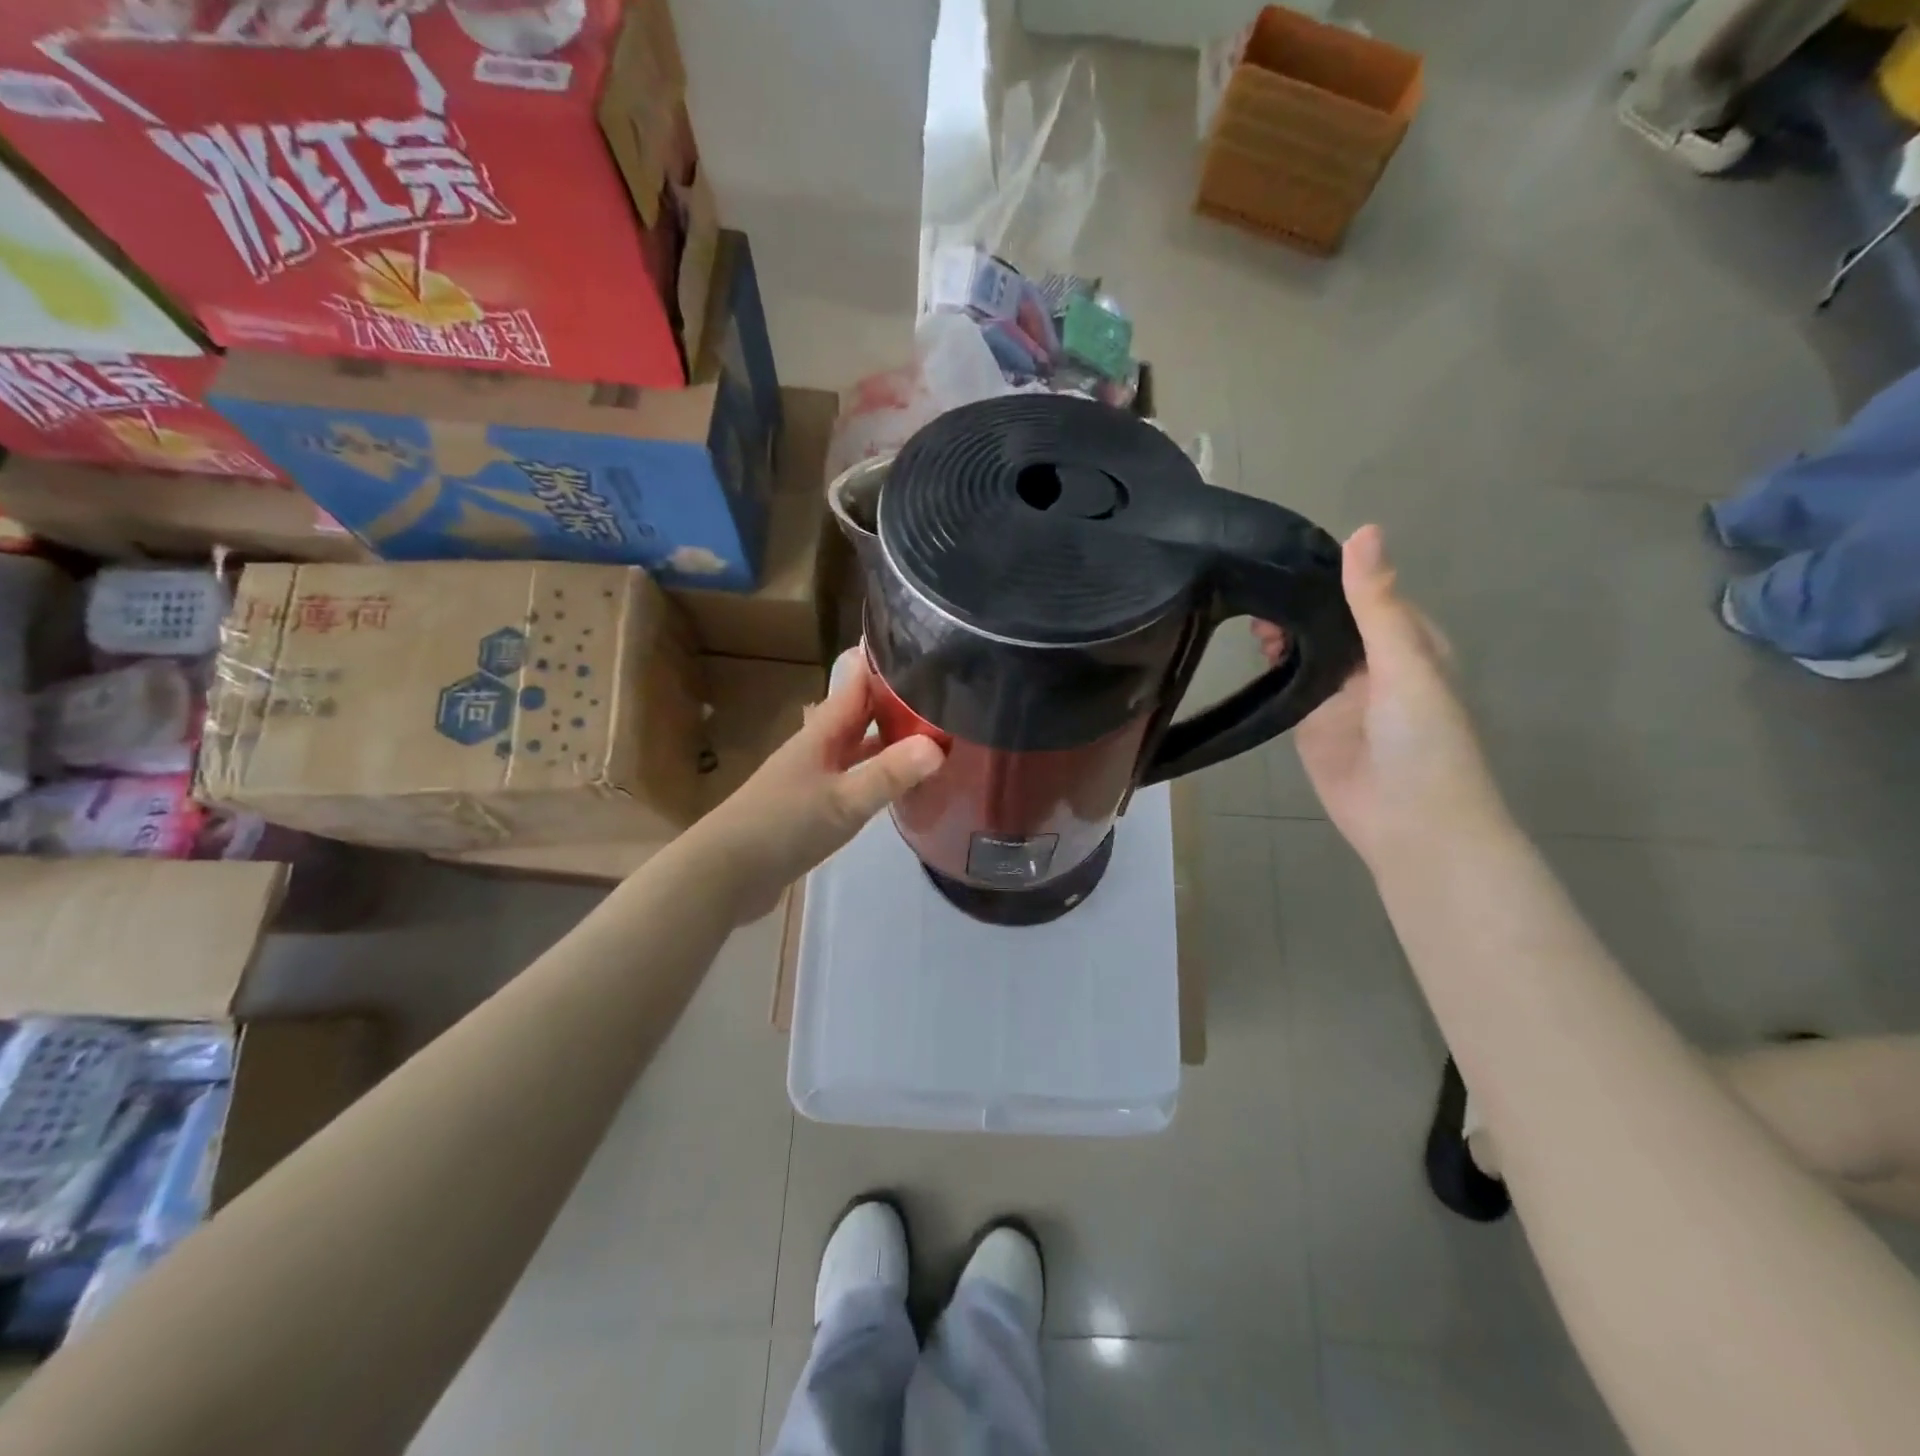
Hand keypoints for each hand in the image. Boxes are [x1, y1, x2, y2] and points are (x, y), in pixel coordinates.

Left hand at [691, 649, 945, 921]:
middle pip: (862, 714)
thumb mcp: (843, 801)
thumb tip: (938, 745)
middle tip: (945, 694)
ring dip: (891, 740)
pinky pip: (854, 778)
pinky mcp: (812, 806)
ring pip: (859, 747)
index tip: (926, 647)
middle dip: (898, 702)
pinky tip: (901, 786)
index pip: (858, 683)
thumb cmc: (783, 826)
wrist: (726, 874)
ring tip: (935, 736)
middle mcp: (819, 747)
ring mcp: (813, 776)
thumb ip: (889, 774)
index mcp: (823, 732)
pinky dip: (879, 775)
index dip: (886, 663)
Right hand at [1251, 526, 1509, 869]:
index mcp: (1405, 641)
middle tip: (1253, 585)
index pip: (1363, 591)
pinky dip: (1269, 666)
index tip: (1284, 549)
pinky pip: (1286, 685)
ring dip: (1281, 631)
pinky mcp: (1308, 721)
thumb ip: (1377, 604)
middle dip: (1296, 602)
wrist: (1409, 824)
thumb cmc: (1424, 740)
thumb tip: (1363, 531)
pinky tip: (1247, 648)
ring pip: (1303, 649)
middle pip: (1328, 619)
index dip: (1328, 571)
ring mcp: (1336, 693)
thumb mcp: (1405, 663)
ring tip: (1246, 612)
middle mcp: (1370, 661)